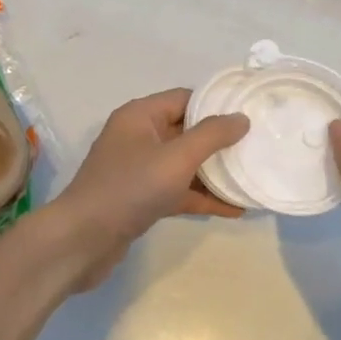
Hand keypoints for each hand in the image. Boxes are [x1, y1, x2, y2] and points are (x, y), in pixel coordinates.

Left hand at [52, 89, 249, 289]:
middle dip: (220, 141)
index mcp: (140, 116)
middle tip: (257, 147)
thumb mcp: (176, 158)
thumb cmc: (130, 189)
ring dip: (214, 172)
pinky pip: (177, 189)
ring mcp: (138, 169)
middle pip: (186, 131)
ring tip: (251, 178)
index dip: (217, 104)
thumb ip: (211, 136)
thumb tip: (241, 118)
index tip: (250, 114)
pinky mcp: (141, 198)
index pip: (185, 99)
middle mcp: (138, 136)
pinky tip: (234, 209)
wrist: (82, 241)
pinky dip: (202, 196)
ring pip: (184, 163)